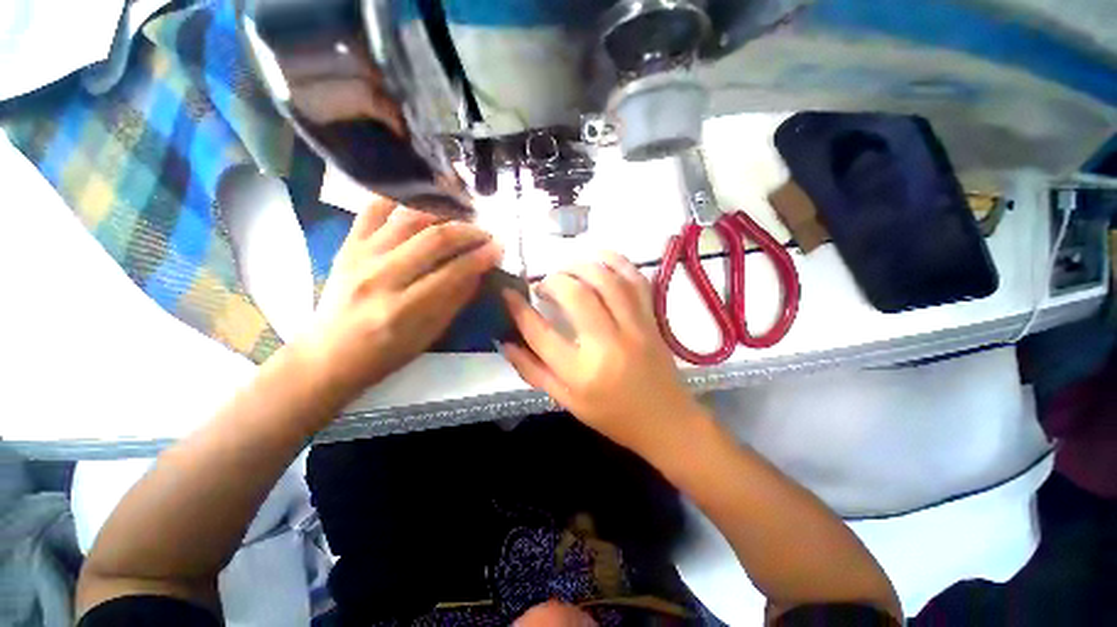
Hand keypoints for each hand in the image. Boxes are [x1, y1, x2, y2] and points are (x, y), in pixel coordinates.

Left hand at [297, 197, 501, 400]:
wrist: (329, 353)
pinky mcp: (347, 245)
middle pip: (434, 238)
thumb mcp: (428, 336)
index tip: (499, 249)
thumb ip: (455, 301)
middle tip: (485, 233)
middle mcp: (381, 276)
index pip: (453, 272)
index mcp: (404, 308)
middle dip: (468, 231)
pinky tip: (421, 203)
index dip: (481, 257)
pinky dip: (400, 200)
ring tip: (461, 216)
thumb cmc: (385, 353)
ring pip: (408, 218)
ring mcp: (360, 256)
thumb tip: (478, 271)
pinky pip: (373, 210)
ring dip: (442, 212)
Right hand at [502, 253, 704, 454]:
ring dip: (580, 266)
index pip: (541, 333)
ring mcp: (634, 327)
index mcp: (582, 373)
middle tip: (545, 286)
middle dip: (553, 281)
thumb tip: (505, 341)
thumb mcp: (566, 400)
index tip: (508, 293)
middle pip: (575, 295)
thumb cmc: (611, 415)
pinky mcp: (651, 318)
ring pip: (606, 279)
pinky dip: (616, 261)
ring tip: (567, 271)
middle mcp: (608, 344)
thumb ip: (533, 371)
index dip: (518, 309)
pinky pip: (635, 279)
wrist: (664, 420)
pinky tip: (599, 259)